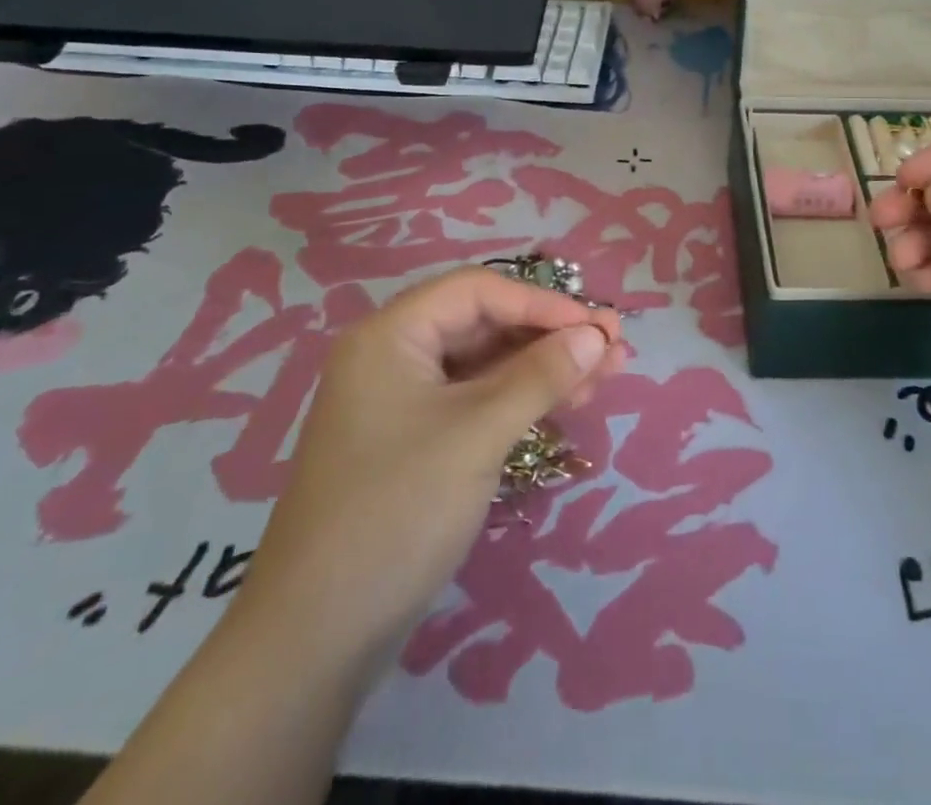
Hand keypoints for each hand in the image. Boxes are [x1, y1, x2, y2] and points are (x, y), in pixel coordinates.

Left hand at [235, 267, 624, 671]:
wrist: (316, 638)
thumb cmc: (396, 511)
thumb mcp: (477, 433)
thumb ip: (540, 376)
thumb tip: (595, 334)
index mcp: (391, 336)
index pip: (478, 292)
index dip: (543, 303)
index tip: (598, 326)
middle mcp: (395, 357)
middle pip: (486, 324)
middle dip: (552, 335)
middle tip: (614, 348)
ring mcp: (405, 402)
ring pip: (488, 364)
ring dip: (546, 367)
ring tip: (608, 374)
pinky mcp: (417, 441)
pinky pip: (478, 400)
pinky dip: (523, 399)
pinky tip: (569, 402)